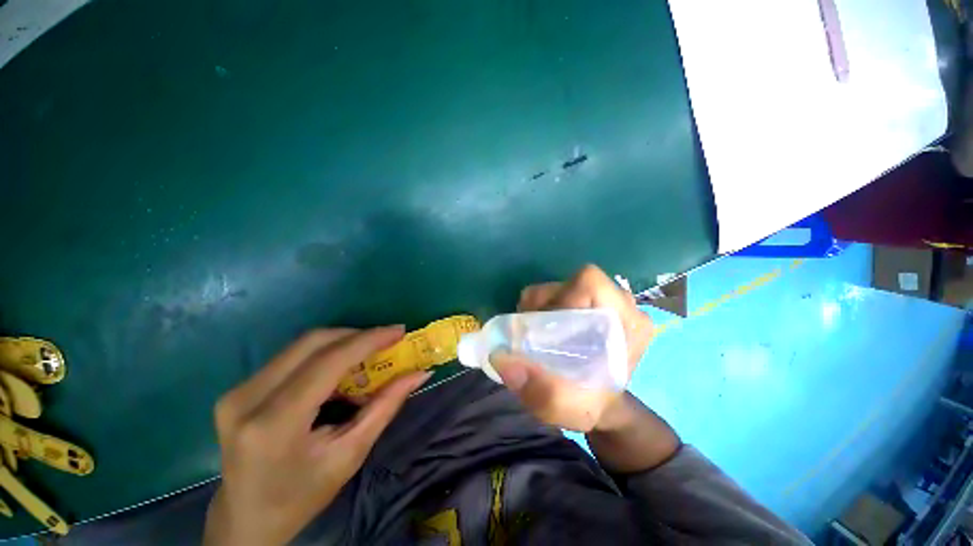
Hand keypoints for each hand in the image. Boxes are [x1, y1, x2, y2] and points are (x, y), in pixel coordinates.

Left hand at [203, 327, 429, 545]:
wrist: (245, 520)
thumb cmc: (302, 495)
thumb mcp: (351, 453)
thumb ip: (386, 406)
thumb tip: (419, 374)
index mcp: (275, 423)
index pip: (328, 361)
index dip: (368, 339)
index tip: (398, 330)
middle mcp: (247, 398)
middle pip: (312, 342)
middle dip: (356, 336)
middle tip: (385, 342)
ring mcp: (237, 391)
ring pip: (302, 345)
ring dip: (341, 345)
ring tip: (366, 360)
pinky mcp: (238, 389)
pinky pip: (291, 357)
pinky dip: (324, 356)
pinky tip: (339, 374)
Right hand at [492, 265, 652, 431]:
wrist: (601, 405)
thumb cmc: (589, 406)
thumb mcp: (565, 408)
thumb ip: (536, 389)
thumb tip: (501, 357)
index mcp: (628, 322)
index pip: (589, 284)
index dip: (558, 297)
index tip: (541, 325)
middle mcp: (623, 304)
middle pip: (573, 282)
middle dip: (545, 303)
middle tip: (531, 330)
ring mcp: (609, 301)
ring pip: (565, 286)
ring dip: (543, 306)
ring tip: (536, 332)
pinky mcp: (593, 303)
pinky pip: (563, 292)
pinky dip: (546, 306)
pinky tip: (543, 328)